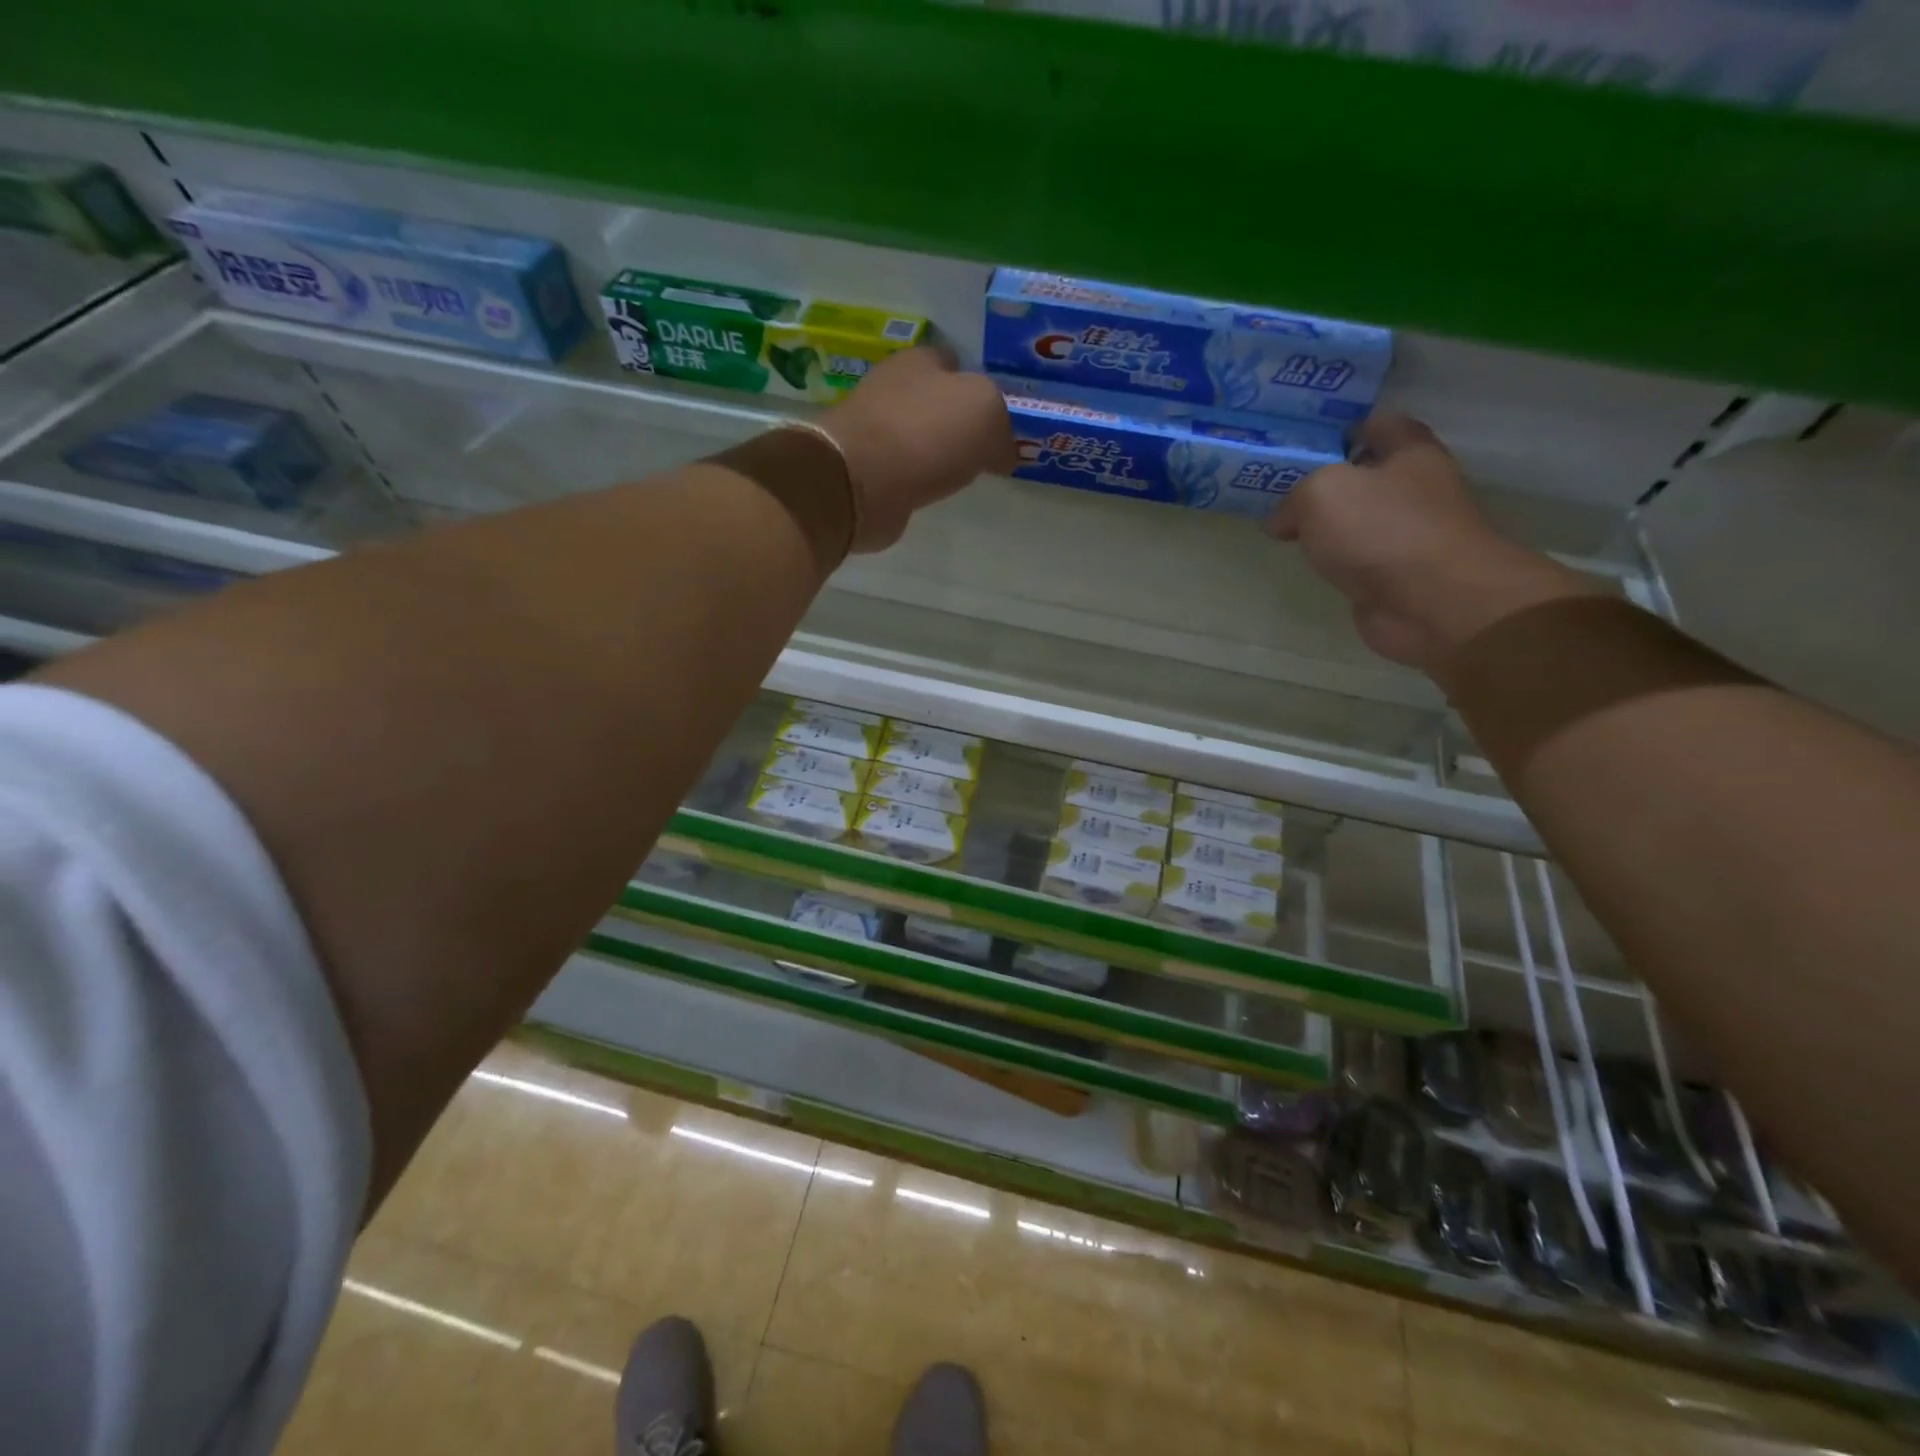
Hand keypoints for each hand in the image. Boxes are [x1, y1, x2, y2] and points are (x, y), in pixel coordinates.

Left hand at [819, 345, 1015, 551]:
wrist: (861, 481)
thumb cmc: (926, 433)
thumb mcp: (986, 413)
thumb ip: (1002, 426)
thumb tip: (1001, 454)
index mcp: (921, 361)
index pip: (954, 362)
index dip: (978, 384)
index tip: (998, 416)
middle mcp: (893, 388)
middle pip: (935, 400)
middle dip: (957, 420)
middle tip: (986, 448)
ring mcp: (875, 430)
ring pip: (918, 436)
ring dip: (937, 452)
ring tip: (963, 474)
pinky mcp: (866, 470)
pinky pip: (903, 470)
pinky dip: (918, 478)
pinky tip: (933, 490)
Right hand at [1267, 413, 1595, 672]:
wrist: (1431, 603)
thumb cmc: (1382, 531)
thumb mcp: (1322, 493)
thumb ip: (1293, 498)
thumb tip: (1280, 522)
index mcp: (1410, 454)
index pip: (1382, 425)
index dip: (1348, 429)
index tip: (1310, 445)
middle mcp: (1416, 490)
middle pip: (1369, 475)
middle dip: (1330, 481)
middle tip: (1284, 490)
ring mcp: (1409, 536)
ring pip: (1362, 520)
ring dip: (1331, 525)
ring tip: (1287, 529)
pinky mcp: (1397, 577)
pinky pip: (1359, 559)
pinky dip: (1337, 561)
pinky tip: (1312, 565)